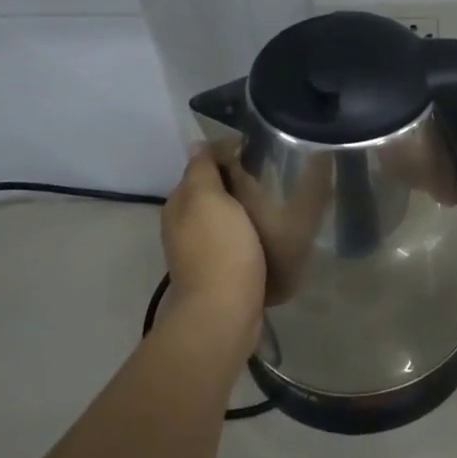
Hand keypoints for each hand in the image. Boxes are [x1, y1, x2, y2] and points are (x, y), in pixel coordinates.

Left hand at [159, 150, 265, 358]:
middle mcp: (185, 226)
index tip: (261, 151)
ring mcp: (202, 251)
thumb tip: (196, 145)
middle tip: (274, 174)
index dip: (228, 154)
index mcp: (180, 205)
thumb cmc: (219, 249)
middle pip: (214, 192)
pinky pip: (237, 240)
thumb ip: (201, 170)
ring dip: (246, 208)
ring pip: (226, 217)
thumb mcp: (208, 200)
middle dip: (239, 181)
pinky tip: (270, 232)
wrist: (225, 313)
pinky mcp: (222, 271)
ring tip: (277, 200)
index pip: (201, 166)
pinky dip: (251, 232)